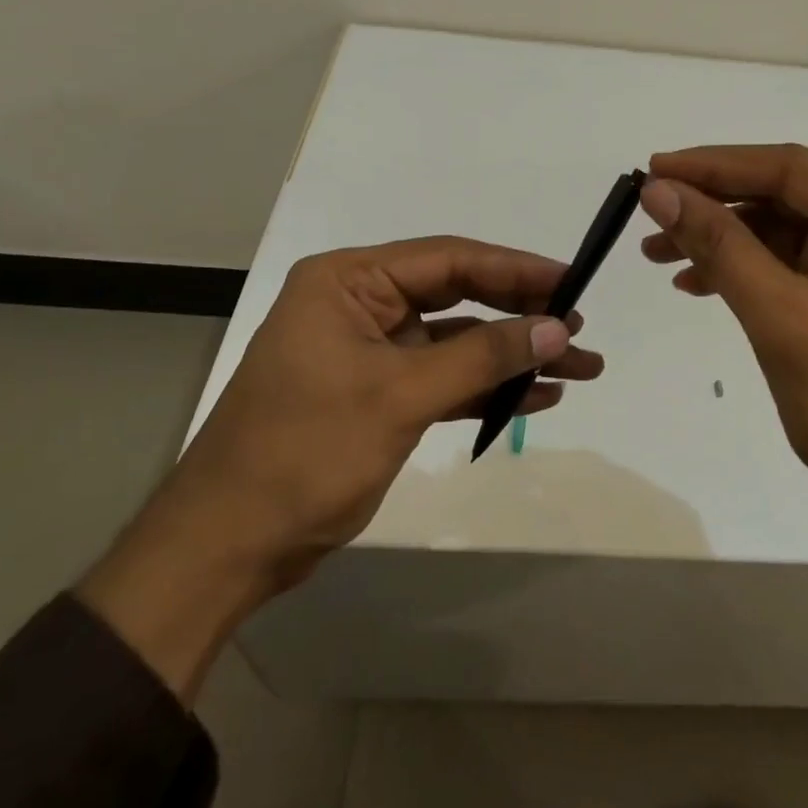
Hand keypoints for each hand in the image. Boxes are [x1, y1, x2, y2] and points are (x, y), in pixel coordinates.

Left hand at [80, 236, 603, 698]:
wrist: (227, 547)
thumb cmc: (303, 454)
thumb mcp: (400, 397)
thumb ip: (482, 357)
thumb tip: (559, 328)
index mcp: (348, 282)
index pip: (448, 260)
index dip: (515, 269)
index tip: (571, 281)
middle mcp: (360, 305)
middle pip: (458, 296)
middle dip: (521, 315)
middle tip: (580, 328)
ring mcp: (371, 352)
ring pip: (458, 341)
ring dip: (514, 357)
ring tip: (580, 368)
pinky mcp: (380, 394)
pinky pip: (445, 379)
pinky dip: (487, 388)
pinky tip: (537, 397)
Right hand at [639, 144, 807, 678]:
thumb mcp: (781, 318)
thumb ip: (720, 246)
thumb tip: (659, 190)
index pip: (792, 170)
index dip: (716, 165)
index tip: (653, 169)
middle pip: (786, 196)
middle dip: (715, 205)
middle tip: (650, 212)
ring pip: (782, 230)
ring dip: (722, 239)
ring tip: (658, 252)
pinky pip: (791, 264)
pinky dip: (744, 269)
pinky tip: (697, 282)